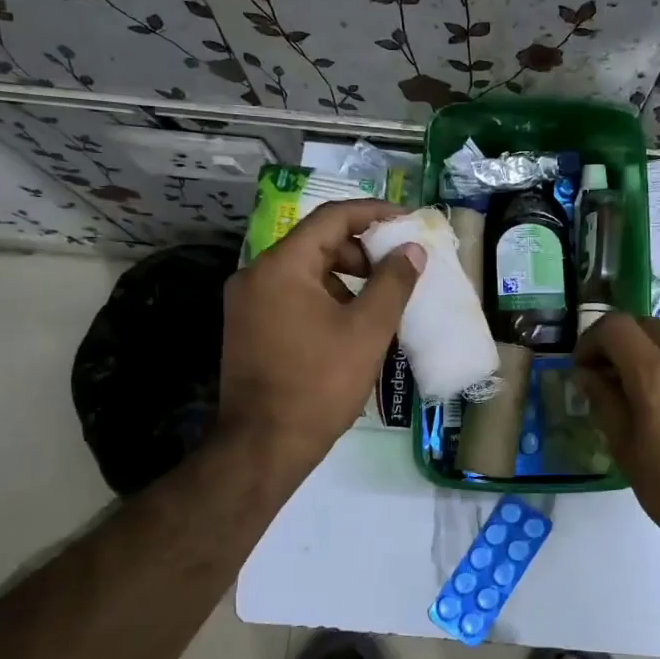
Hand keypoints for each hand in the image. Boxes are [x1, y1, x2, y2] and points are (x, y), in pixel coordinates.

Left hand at [218, 199, 423, 478]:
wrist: (264, 444)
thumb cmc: (320, 383)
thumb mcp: (368, 330)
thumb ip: (394, 282)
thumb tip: (412, 249)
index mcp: (282, 265)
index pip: (332, 218)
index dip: (374, 213)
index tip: (407, 221)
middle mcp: (256, 274)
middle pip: (317, 243)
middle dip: (362, 251)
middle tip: (398, 269)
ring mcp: (248, 302)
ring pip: (305, 271)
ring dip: (345, 277)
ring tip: (380, 301)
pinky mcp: (249, 327)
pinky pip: (293, 295)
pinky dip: (325, 298)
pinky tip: (351, 325)